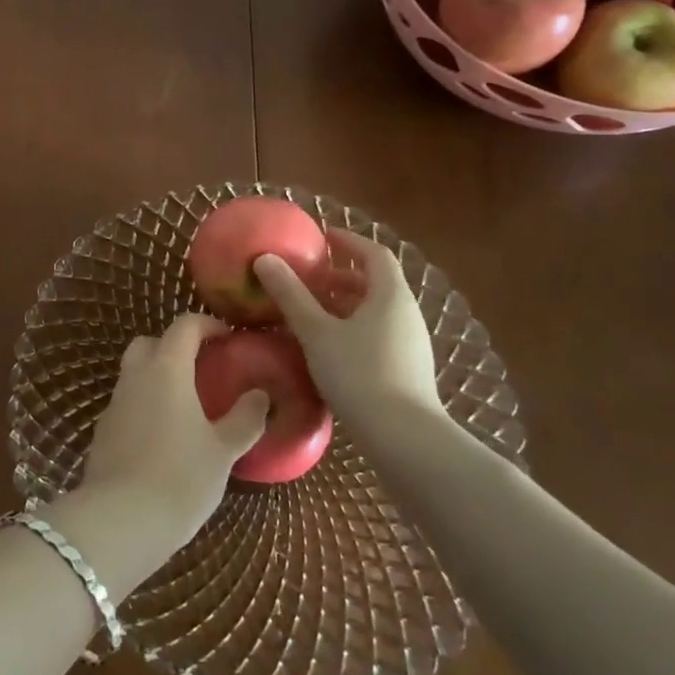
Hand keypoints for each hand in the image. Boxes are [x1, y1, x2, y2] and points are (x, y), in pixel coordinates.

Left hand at [78, 313, 269, 549]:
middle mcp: (135, 376)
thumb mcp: (223, 450)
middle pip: (150, 342)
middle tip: (202, 368)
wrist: (121, 518)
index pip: (183, 326)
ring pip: (134, 373)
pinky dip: (145, 405)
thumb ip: (244, 419)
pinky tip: (163, 436)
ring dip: (158, 377)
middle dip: (174, 347)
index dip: (206, 325)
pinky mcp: (103, 429)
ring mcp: (114, 402)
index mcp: (167, 369)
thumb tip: (260, 395)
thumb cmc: (181, 477)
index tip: (227, 338)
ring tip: (187, 406)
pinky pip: (126, 402)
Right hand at [254, 234, 441, 430]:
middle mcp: (406, 314)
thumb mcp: (316, 332)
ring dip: (343, 304)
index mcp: (390, 295)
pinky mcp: (407, 369)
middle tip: (306, 277)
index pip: (374, 253)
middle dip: (340, 275)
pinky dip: (351, 327)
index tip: (321, 236)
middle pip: (374, 282)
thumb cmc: (359, 374)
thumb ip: (290, 294)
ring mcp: (410, 343)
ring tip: (309, 311)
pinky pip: (377, 333)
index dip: (348, 241)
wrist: (404, 438)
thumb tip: (264, 258)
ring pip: (375, 310)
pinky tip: (326, 346)